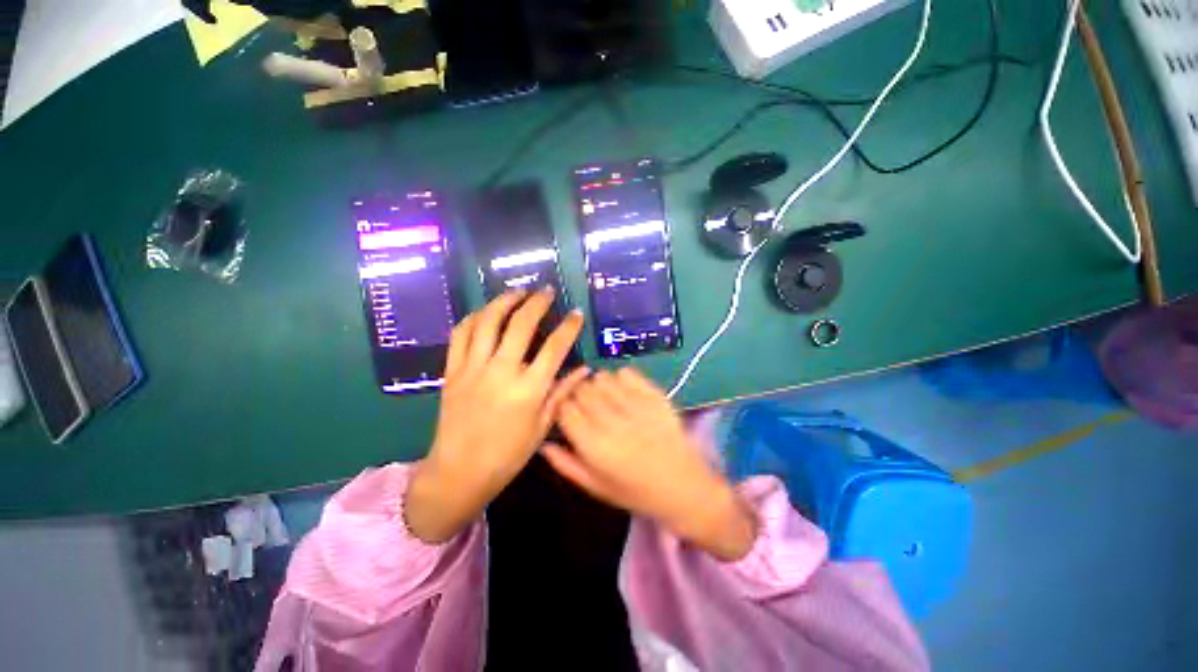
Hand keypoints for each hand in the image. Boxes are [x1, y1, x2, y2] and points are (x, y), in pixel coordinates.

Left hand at [405, 288, 587, 543]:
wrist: (458, 472)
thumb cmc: (507, 454)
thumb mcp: (542, 427)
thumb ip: (562, 393)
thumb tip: (585, 370)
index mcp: (528, 390)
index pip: (554, 347)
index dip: (568, 326)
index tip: (576, 313)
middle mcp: (501, 372)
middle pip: (521, 324)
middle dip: (537, 302)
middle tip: (546, 291)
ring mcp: (473, 368)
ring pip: (488, 321)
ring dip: (505, 301)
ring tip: (518, 292)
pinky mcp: (452, 371)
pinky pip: (460, 334)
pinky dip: (474, 317)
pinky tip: (486, 312)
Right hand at [543, 368, 755, 560]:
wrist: (683, 486)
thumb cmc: (635, 492)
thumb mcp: (596, 487)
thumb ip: (566, 464)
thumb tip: (543, 443)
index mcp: (593, 445)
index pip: (564, 408)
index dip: (562, 407)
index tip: (568, 413)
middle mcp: (611, 421)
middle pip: (581, 389)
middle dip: (578, 395)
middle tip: (587, 407)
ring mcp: (635, 405)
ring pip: (601, 377)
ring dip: (598, 385)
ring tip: (605, 399)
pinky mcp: (654, 396)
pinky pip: (626, 373)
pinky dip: (620, 378)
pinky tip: (624, 392)